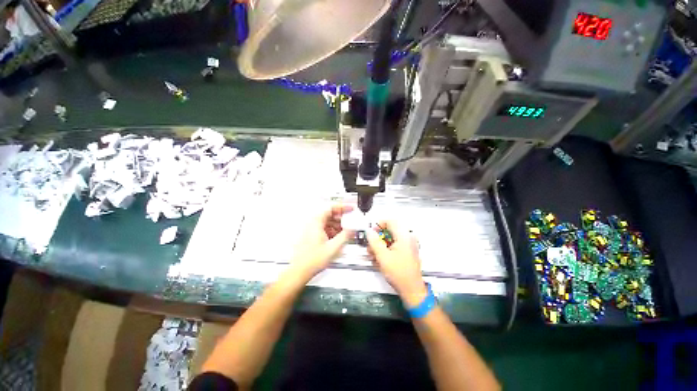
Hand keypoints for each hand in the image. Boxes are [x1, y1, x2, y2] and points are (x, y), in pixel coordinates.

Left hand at [291, 204, 353, 276]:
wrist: (300, 271)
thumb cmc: (312, 260)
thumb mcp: (333, 247)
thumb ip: (345, 235)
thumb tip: (353, 229)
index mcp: (316, 222)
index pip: (331, 208)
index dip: (343, 207)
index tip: (350, 208)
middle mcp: (313, 223)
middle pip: (330, 214)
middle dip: (341, 218)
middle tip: (350, 221)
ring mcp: (311, 229)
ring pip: (327, 222)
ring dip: (337, 225)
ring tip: (346, 232)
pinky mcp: (312, 235)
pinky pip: (324, 228)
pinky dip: (332, 230)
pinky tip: (338, 237)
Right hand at [366, 221, 426, 306]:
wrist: (411, 290)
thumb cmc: (398, 273)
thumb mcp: (382, 256)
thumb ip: (374, 241)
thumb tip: (368, 231)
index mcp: (404, 236)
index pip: (390, 221)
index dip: (378, 225)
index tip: (371, 233)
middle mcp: (407, 238)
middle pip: (389, 231)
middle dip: (377, 239)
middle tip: (370, 247)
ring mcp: (408, 245)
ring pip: (390, 239)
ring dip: (380, 246)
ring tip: (373, 256)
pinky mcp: (407, 252)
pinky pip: (394, 246)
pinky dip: (386, 251)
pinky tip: (380, 260)